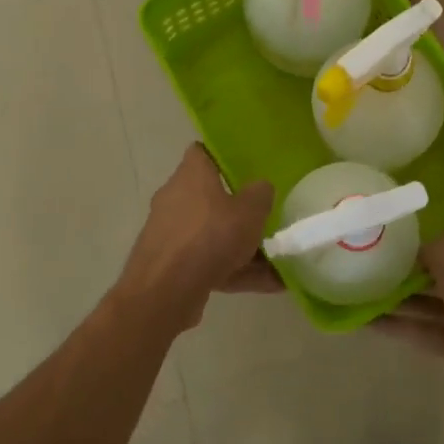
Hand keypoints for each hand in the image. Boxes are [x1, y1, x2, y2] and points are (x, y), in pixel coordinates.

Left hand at [116, 145, 274, 330]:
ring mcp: (170, 233)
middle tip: (265, 218)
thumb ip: (260, 194)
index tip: (247, 167)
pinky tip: (267, 285)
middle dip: (238, 210)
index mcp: (191, 175)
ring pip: (212, 234)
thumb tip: (260, 187)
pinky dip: (234, 271)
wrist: (166, 291)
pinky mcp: (170, 264)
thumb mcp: (250, 211)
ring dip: (241, 248)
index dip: (223, 156)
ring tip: (277, 264)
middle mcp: (175, 198)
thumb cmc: (210, 236)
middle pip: (210, 197)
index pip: (202, 152)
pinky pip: (209, 262)